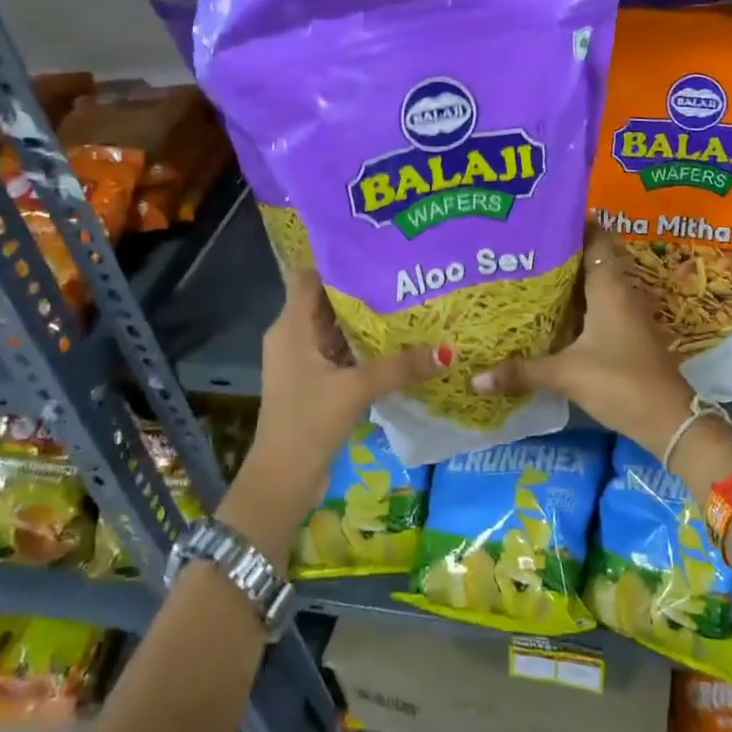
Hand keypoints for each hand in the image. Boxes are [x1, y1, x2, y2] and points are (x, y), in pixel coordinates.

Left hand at [221, 263, 449, 554]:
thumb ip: (400, 367)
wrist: (282, 481)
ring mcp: (305, 362)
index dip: (340, 261)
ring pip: (338, 330)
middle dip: (364, 290)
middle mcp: (294, 338)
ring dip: (368, 321)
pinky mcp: (317, 384)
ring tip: (410, 301)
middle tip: (406, 274)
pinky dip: (367, 348)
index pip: (311, 277)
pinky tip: (400, 344)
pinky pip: (344, 354)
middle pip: (329, 302)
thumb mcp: (356, 390)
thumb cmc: (308, 423)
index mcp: (291, 327)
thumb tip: (449, 350)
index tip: (378, 249)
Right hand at [468, 227, 695, 447]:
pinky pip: (596, 308)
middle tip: (520, 248)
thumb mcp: (567, 374)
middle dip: (558, 253)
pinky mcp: (625, 336)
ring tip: (526, 275)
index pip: (596, 238)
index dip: (571, 224)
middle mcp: (619, 293)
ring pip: (592, 286)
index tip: (538, 218)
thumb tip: (475, 378)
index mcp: (610, 287)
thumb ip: (521, 372)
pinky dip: (574, 306)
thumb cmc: (621, 382)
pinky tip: (548, 315)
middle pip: (590, 260)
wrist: (669, 420)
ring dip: (566, 282)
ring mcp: (625, 315)